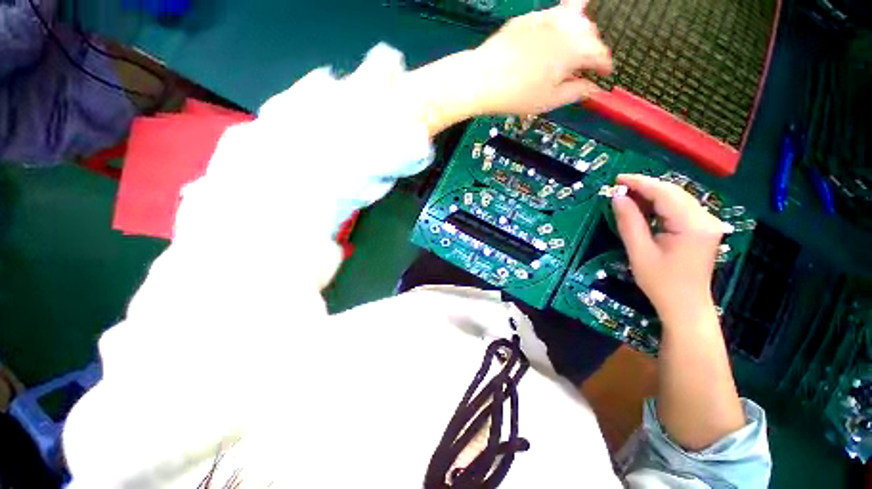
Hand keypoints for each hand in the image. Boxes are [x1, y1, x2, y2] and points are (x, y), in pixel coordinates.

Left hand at [470, 0, 612, 115]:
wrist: (483, 78)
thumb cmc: (516, 95)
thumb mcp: (549, 100)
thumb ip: (575, 92)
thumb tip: (592, 89)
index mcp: (575, 49)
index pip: (601, 54)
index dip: (604, 66)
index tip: (603, 74)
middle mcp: (566, 27)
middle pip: (591, 32)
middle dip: (593, 49)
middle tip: (584, 66)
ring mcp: (547, 18)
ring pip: (575, 17)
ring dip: (580, 32)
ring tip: (573, 48)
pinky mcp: (530, 17)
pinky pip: (554, 14)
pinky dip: (562, 21)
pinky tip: (557, 30)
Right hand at [611, 174, 723, 320]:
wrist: (686, 306)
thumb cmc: (661, 282)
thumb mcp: (639, 252)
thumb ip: (629, 221)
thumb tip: (617, 197)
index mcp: (692, 224)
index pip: (665, 193)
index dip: (640, 183)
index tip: (617, 179)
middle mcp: (706, 218)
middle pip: (673, 192)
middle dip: (645, 187)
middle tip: (618, 188)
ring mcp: (707, 223)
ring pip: (677, 198)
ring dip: (651, 195)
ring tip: (627, 197)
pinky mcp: (703, 228)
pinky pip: (679, 208)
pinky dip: (660, 205)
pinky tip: (644, 208)